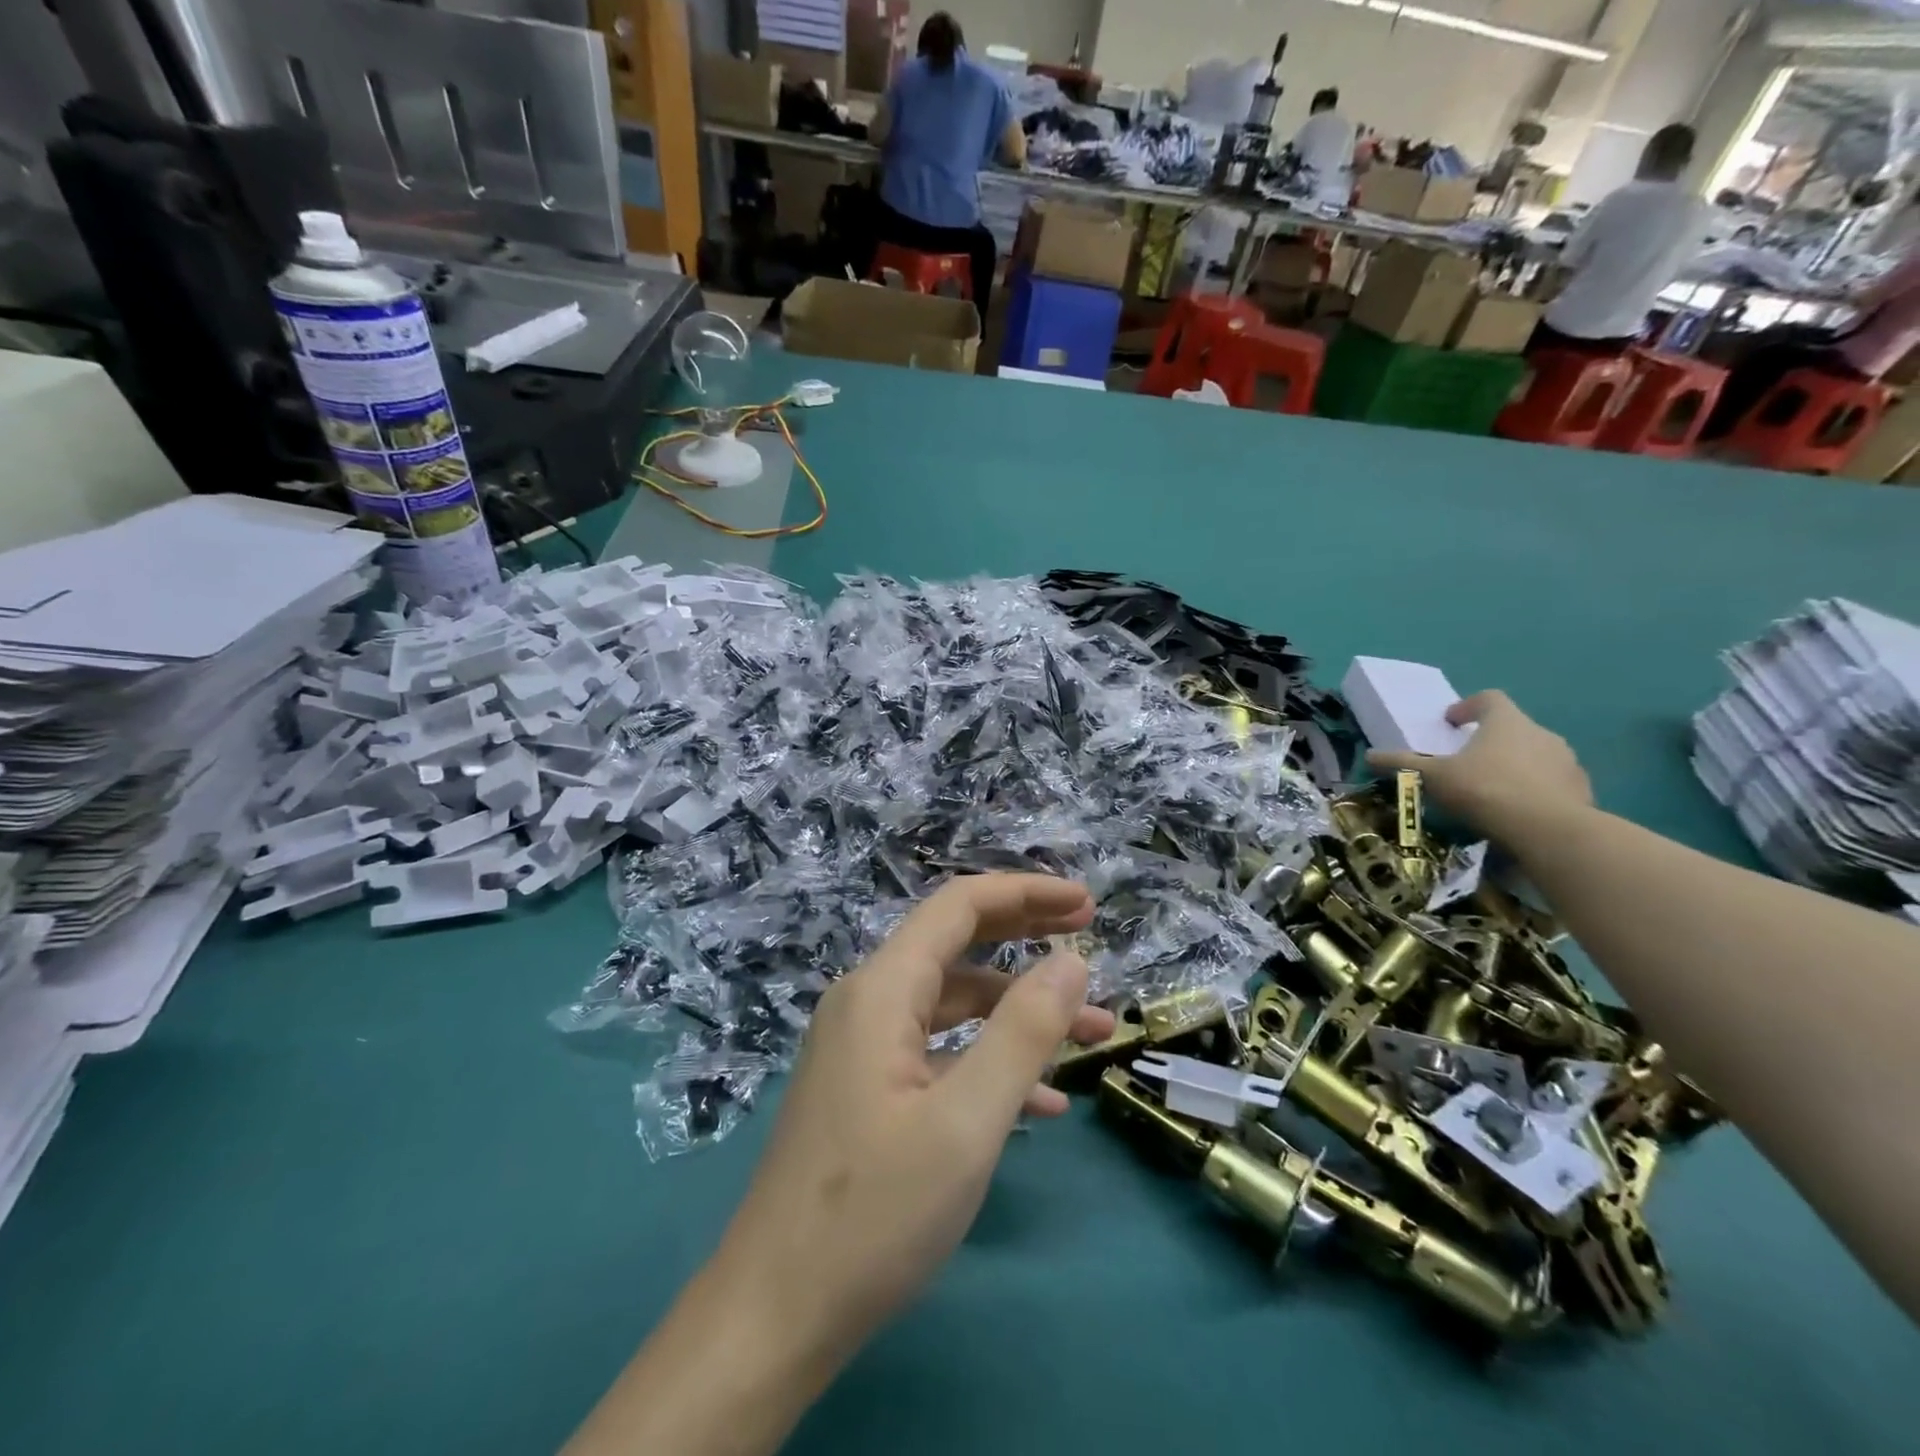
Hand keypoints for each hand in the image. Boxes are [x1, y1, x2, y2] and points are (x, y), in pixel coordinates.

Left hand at [563, 874, 1113, 1455]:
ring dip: (1019, 1012)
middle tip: (1090, 935)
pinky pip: (937, 1052)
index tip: (1087, 904)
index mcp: (881, 990)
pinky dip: (988, 1060)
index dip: (1026, 894)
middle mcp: (867, 1002)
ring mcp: (863, 1047)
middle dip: (1025, 935)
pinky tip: (1041, 1101)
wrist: (773, 1316)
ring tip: (1092, 1034)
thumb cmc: (874, 1215)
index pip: (959, 907)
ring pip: (953, 1006)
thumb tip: (1071, 960)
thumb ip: (1024, 1032)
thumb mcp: (967, 1122)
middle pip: (956, 944)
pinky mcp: (866, 1089)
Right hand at [1367, 690, 1591, 843]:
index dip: (1467, 707)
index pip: (1489, 698)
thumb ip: (1402, 764)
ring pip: (1536, 755)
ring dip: (1515, 765)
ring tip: (1493, 790)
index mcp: (1505, 721)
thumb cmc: (1484, 789)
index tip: (1452, 723)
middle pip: (1513, 727)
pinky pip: (1553, 782)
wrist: (1548, 830)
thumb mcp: (1433, 777)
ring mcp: (1566, 761)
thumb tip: (1369, 755)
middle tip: (1468, 762)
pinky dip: (1536, 789)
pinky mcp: (1581, 789)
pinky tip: (1518, 811)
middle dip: (1490, 741)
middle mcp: (1540, 733)